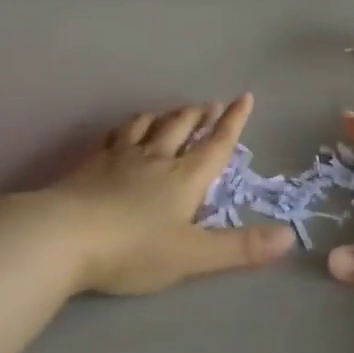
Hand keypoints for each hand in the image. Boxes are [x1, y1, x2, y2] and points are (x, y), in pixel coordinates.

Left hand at [46, 94, 294, 295]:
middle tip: (208, 104)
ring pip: (146, 125)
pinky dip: (125, 128)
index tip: (244, 97)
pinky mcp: (90, 164)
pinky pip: (113, 136)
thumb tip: (290, 236)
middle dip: (198, 114)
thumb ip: (240, 247)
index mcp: (184, 178)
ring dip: (163, 116)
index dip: (233, 122)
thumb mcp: (193, 255)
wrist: (63, 236)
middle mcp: (155, 158)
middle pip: (181, 127)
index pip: (216, 144)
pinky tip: (121, 132)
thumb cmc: (133, 249)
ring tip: (169, 113)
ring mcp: (119, 157)